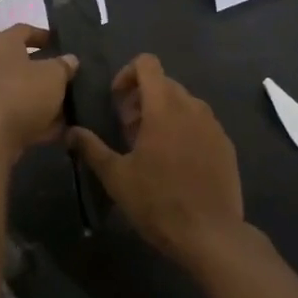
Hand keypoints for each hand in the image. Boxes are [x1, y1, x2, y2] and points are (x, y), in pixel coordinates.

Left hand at [0, 25, 77, 154]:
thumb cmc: (22, 94)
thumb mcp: (54, 75)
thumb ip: (64, 65)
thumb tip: (69, 60)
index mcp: (2, 44)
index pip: (24, 30)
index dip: (44, 35)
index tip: (62, 44)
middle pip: (23, 63)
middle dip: (47, 71)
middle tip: (69, 76)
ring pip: (22, 91)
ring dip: (44, 98)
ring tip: (70, 105)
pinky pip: (18, 115)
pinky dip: (37, 120)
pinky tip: (60, 129)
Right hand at [67, 55, 245, 270]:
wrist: (210, 234)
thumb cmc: (158, 201)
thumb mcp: (116, 177)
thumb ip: (92, 148)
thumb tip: (71, 132)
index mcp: (163, 106)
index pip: (147, 63)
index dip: (128, 74)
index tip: (117, 102)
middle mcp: (192, 106)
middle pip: (164, 83)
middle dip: (142, 99)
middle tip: (129, 131)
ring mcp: (213, 124)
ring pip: (184, 103)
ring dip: (164, 114)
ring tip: (152, 149)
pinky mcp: (226, 144)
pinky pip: (201, 123)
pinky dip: (185, 130)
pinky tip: (177, 163)